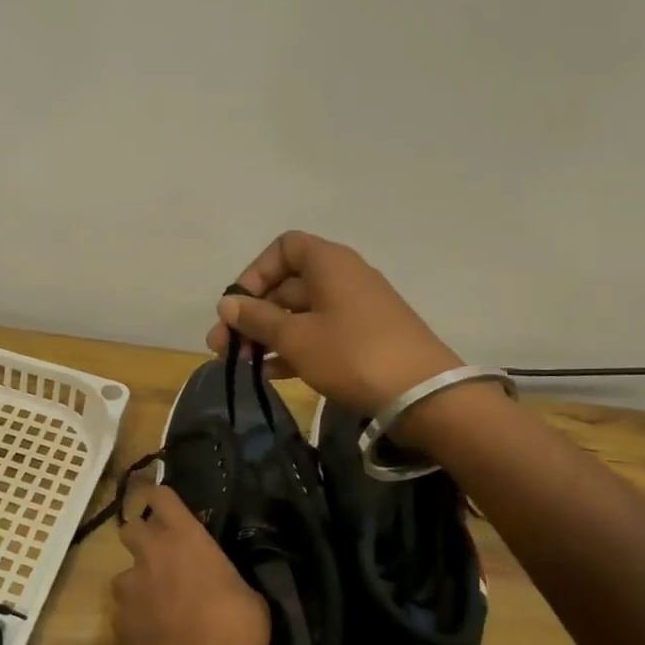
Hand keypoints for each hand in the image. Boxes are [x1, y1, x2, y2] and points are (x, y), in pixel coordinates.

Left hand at [111, 483, 267, 644]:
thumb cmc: (231, 632)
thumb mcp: (251, 601)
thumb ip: (230, 579)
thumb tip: (228, 583)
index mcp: (183, 536)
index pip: (160, 495)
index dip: (161, 498)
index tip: (168, 507)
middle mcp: (150, 551)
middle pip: (131, 527)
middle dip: (143, 535)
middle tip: (164, 554)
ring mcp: (129, 585)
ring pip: (126, 571)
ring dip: (140, 580)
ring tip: (161, 602)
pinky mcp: (117, 618)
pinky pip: (126, 606)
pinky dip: (137, 613)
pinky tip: (156, 632)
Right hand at [206, 230, 463, 418]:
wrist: (422, 395)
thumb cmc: (352, 354)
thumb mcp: (296, 337)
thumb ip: (257, 318)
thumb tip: (226, 303)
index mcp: (328, 263)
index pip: (283, 248)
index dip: (254, 273)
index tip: (237, 306)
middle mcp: (342, 278)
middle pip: (287, 285)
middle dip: (251, 313)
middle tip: (222, 346)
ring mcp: (355, 309)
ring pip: (300, 314)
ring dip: (267, 335)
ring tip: (240, 363)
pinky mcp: (363, 339)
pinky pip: (318, 334)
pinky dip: (293, 349)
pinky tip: (270, 374)